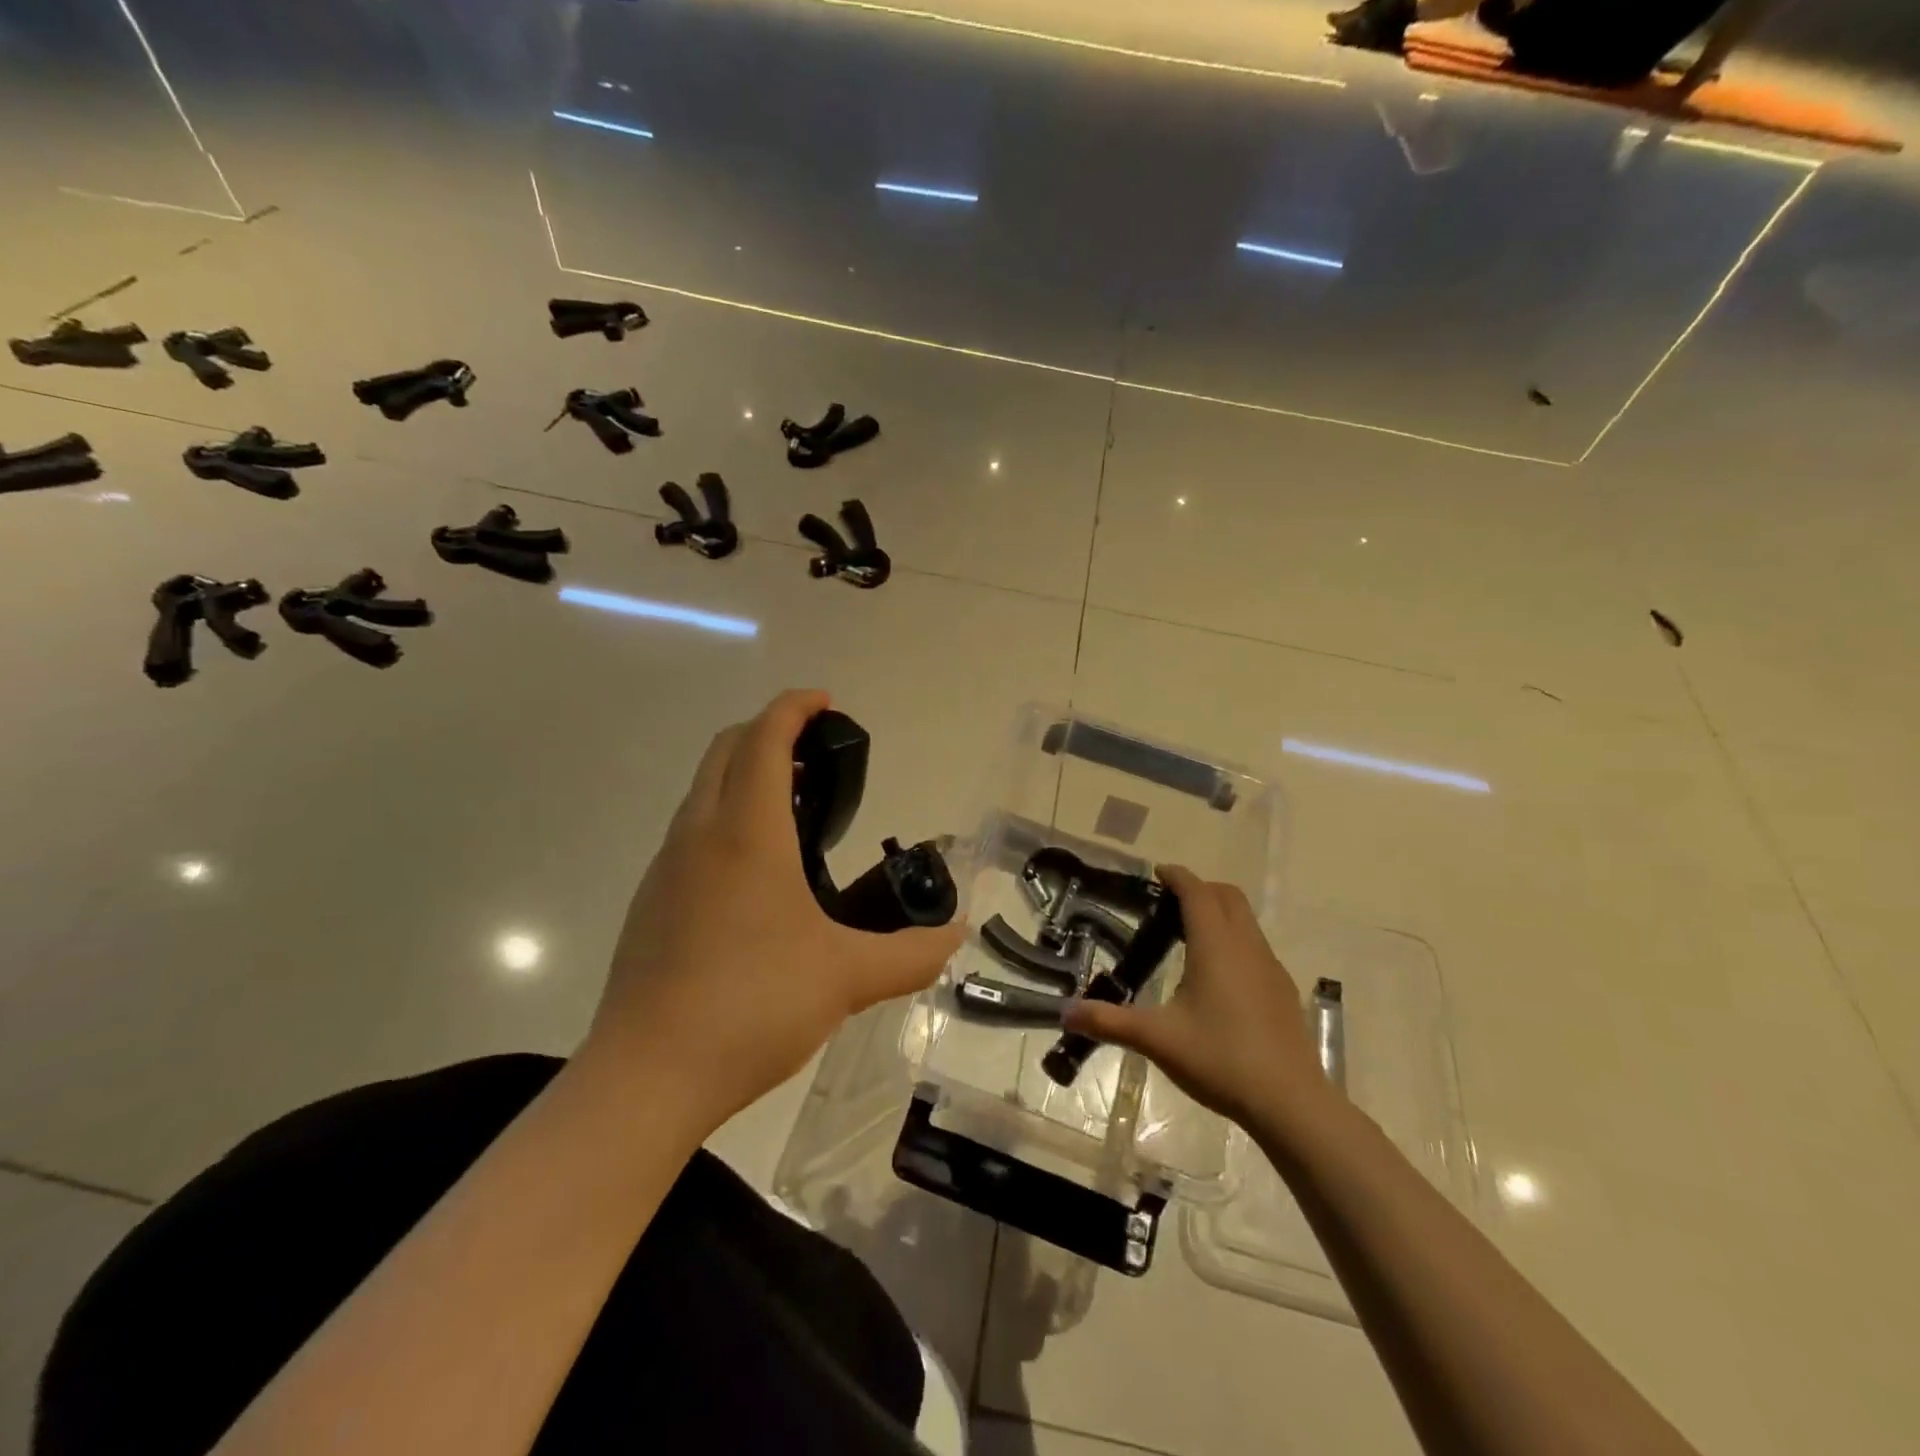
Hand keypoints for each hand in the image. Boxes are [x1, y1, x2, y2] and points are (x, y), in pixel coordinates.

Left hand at [581, 690, 963, 1127]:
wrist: (646, 1077)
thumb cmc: (751, 1006)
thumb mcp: (846, 979)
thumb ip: (910, 955)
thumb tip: (955, 939)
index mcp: (745, 834)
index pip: (763, 740)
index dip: (794, 708)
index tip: (827, 702)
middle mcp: (698, 835)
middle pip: (725, 751)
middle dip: (768, 732)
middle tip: (817, 754)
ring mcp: (666, 868)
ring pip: (702, 790)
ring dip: (743, 774)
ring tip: (793, 807)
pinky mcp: (650, 902)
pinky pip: (690, 831)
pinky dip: (724, 815)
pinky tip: (755, 871)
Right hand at [1063, 865, 1328, 1129]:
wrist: (1291, 1102)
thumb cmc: (1220, 1059)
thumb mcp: (1157, 1039)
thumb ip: (1110, 1021)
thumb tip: (1065, 1013)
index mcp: (1215, 946)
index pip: (1197, 892)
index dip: (1177, 877)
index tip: (1157, 873)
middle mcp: (1246, 946)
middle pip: (1228, 896)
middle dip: (1200, 889)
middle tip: (1169, 904)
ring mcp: (1271, 967)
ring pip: (1246, 920)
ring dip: (1220, 913)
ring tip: (1189, 936)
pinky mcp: (1283, 990)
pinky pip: (1256, 946)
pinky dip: (1235, 940)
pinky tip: (1219, 977)